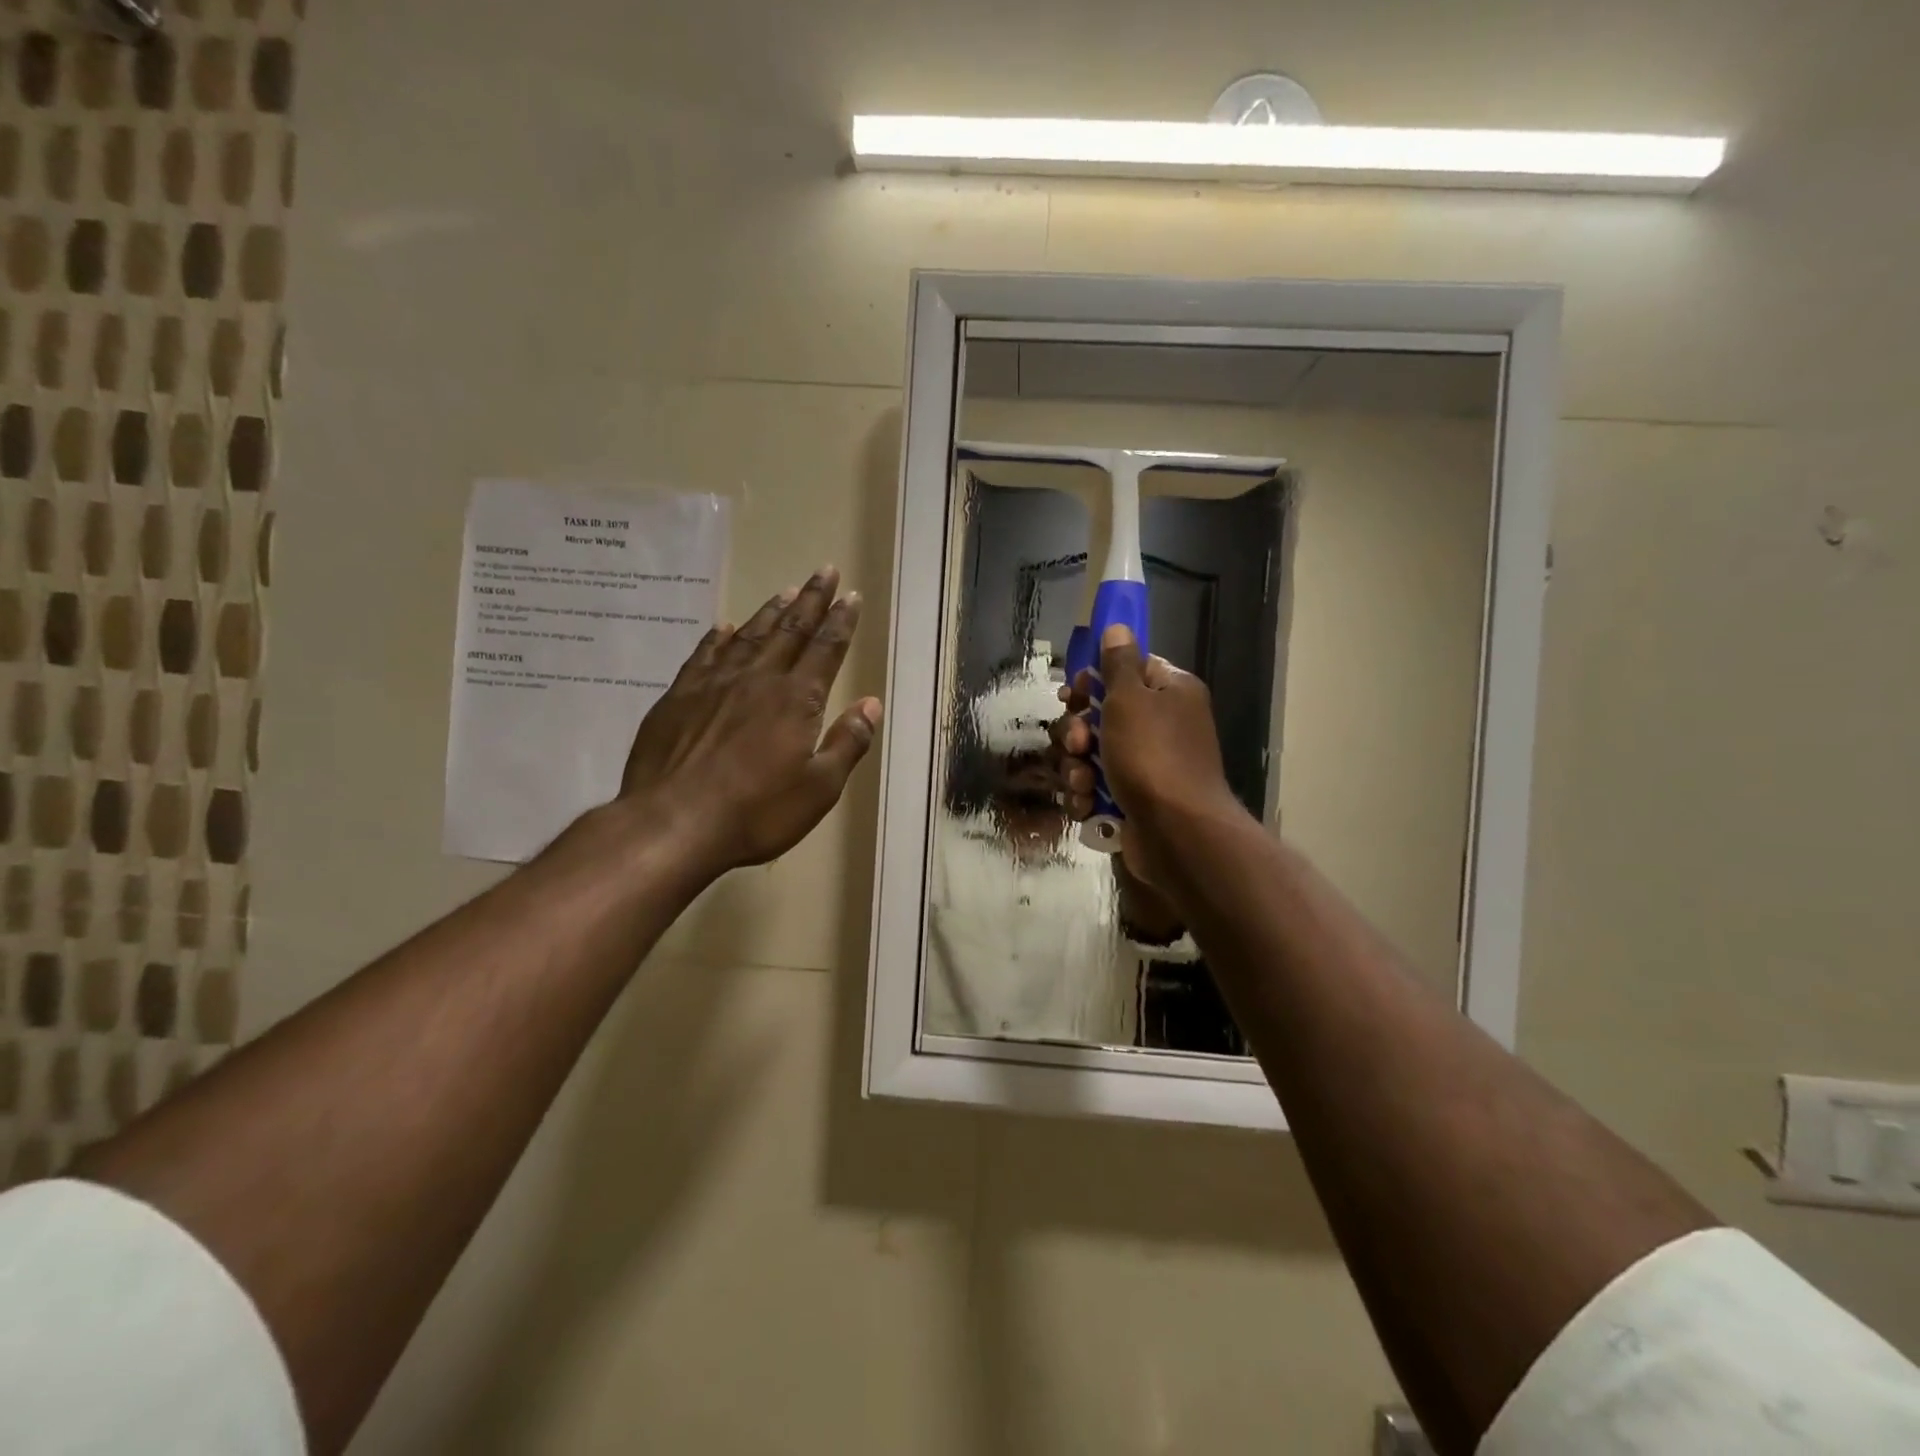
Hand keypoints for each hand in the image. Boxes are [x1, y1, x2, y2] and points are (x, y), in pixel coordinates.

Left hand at [620, 567, 882, 876]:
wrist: (672, 824)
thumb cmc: (756, 812)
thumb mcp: (819, 789)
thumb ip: (848, 742)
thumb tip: (871, 703)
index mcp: (795, 700)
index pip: (825, 649)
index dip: (841, 621)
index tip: (850, 595)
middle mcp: (757, 680)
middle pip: (790, 630)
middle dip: (811, 601)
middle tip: (823, 571)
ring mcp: (713, 685)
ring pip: (749, 636)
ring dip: (770, 612)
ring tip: (786, 591)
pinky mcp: (678, 698)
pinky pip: (704, 655)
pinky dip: (719, 638)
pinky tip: (725, 627)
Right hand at [1049, 624, 1242, 889]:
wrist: (1177, 834)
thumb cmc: (1153, 757)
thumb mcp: (1131, 699)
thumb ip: (1118, 662)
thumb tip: (1116, 626)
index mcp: (1169, 692)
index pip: (1126, 670)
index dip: (1094, 680)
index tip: (1074, 694)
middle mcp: (1161, 725)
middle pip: (1100, 715)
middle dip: (1077, 732)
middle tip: (1078, 745)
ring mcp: (1147, 765)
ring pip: (1091, 754)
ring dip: (1077, 767)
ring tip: (1084, 783)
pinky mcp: (1133, 799)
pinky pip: (1096, 786)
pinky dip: (1086, 795)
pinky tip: (1086, 804)